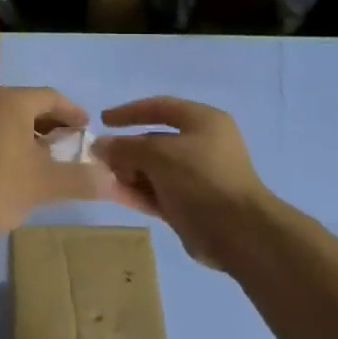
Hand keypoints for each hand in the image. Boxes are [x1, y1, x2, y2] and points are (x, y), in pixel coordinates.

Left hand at [0, 87, 118, 249]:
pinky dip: (9, 146)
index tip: (88, 129)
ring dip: (30, 137)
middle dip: (52, 125)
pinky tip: (17, 172)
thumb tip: (111, 180)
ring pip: (7, 122)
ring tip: (48, 160)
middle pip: (27, 107)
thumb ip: (82, 179)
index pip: (51, 97)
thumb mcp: (46, 185)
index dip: (74, 113)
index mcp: (8, 102)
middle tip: (71, 145)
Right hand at [92, 97, 276, 269]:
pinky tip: (116, 195)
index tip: (103, 120)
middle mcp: (203, 144)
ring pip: (155, 169)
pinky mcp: (192, 204)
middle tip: (101, 160)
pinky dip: (139, 192)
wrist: (237, 231)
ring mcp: (198, 176)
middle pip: (156, 140)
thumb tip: (100, 145)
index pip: (160, 107)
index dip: (130, 112)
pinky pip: (159, 192)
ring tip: (104, 179)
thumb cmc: (200, 178)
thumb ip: (125, 147)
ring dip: (129, 172)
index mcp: (203, 121)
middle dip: (127, 149)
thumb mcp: (158, 154)